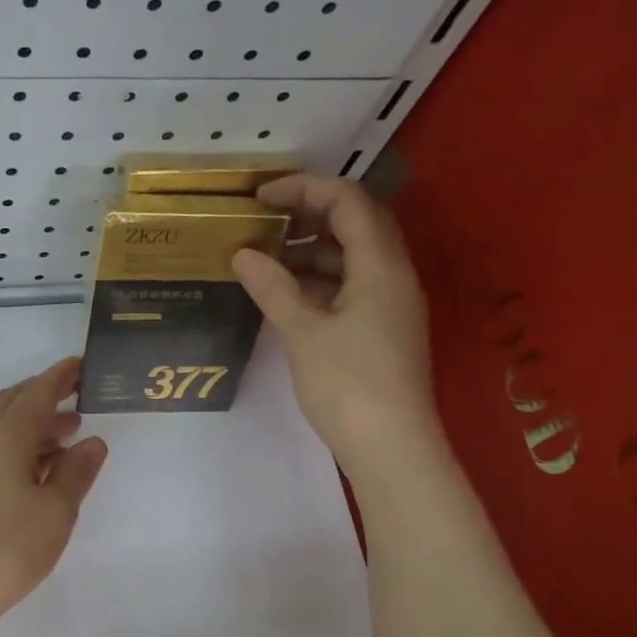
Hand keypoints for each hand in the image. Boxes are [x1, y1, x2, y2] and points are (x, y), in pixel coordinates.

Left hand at [0, 357, 108, 636]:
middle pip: (13, 403)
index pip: (37, 393)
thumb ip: (77, 472)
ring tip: (70, 435)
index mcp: (5, 437)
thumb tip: (92, 442)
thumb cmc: (7, 548)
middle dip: (45, 395)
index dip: (61, 376)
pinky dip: (23, 448)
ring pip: (4, 429)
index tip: (83, 364)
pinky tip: (43, 471)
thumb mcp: (56, 511)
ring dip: (36, 424)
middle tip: (78, 398)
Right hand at [231, 174, 441, 474]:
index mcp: (381, 265)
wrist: (391, 447)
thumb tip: (243, 253)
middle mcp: (393, 274)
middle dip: (309, 213)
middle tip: (264, 220)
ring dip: (312, 249)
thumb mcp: (303, 332)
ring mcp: (390, 303)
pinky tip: (287, 292)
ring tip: (266, 256)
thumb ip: (273, 287)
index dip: (304, 189)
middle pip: (356, 222)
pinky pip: (351, 285)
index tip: (260, 198)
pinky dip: (319, 279)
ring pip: (353, 256)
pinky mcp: (382, 328)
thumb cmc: (348, 385)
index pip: (348, 201)